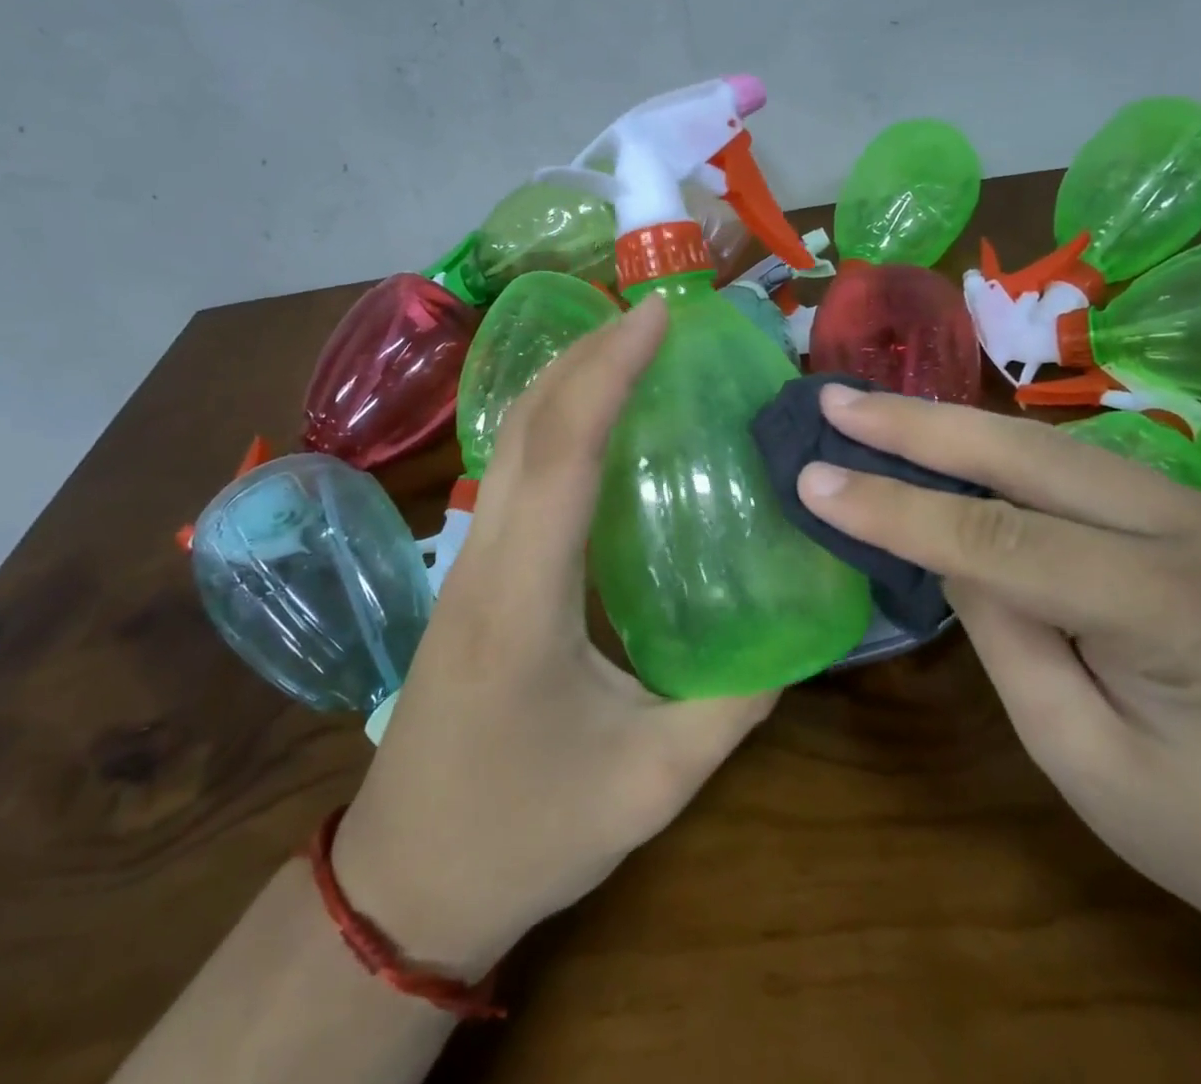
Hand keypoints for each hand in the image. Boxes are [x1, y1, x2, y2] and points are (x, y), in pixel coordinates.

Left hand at [333, 297, 774, 976]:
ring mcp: (467, 560)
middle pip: (528, 424)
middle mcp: (484, 557)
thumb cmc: (524, 834)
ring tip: (632, 348)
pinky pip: (513, 471)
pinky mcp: (470, 573)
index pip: (565, 450)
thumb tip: (797, 635)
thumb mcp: (652, 782)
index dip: (611, 371)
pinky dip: (554, 422)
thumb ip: (734, 703)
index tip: (658, 316)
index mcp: (524, 597)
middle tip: (657, 317)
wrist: (404, 884)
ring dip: (567, 379)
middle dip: (589, 353)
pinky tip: (598, 424)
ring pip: (511, 440)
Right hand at [792, 386, 1200, 946]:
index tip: (814, 479)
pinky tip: (961, 450)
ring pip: (1065, 452)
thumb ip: (1004, 635)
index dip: (899, 508)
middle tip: (837, 400)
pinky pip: (1097, 476)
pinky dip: (1015, 461)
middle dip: (922, 425)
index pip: (1006, 540)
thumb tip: (945, 543)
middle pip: (1037, 457)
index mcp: (1190, 616)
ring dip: (963, 432)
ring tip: (879, 415)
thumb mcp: (1082, 759)